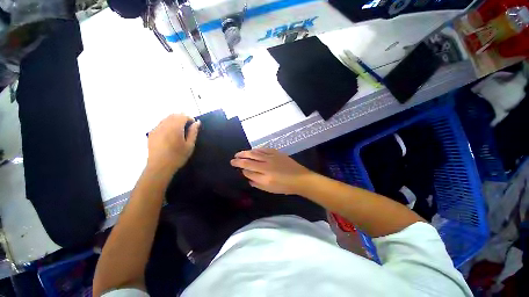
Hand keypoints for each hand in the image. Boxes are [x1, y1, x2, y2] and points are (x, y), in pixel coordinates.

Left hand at [147, 114, 199, 175]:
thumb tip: (197, 122)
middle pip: (174, 115)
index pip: (183, 116)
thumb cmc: (177, 156)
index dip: (190, 118)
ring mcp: (156, 129)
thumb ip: (193, 132)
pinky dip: (167, 125)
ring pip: (166, 118)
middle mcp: (164, 125)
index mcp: (175, 128)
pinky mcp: (151, 133)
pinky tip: (170, 134)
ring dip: (174, 120)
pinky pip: (160, 124)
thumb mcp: (189, 145)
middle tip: (188, 126)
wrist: (159, 166)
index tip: (194, 124)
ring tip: (180, 130)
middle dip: (182, 118)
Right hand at [230, 148, 313, 194]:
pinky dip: (257, 149)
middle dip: (239, 158)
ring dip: (246, 152)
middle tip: (233, 158)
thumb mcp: (269, 189)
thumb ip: (256, 183)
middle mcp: (266, 164)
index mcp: (264, 175)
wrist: (300, 178)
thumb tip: (247, 176)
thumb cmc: (284, 186)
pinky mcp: (277, 153)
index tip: (236, 166)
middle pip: (249, 159)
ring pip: (255, 152)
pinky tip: (253, 150)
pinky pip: (264, 149)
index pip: (248, 169)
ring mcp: (271, 157)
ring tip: (240, 153)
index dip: (240, 167)